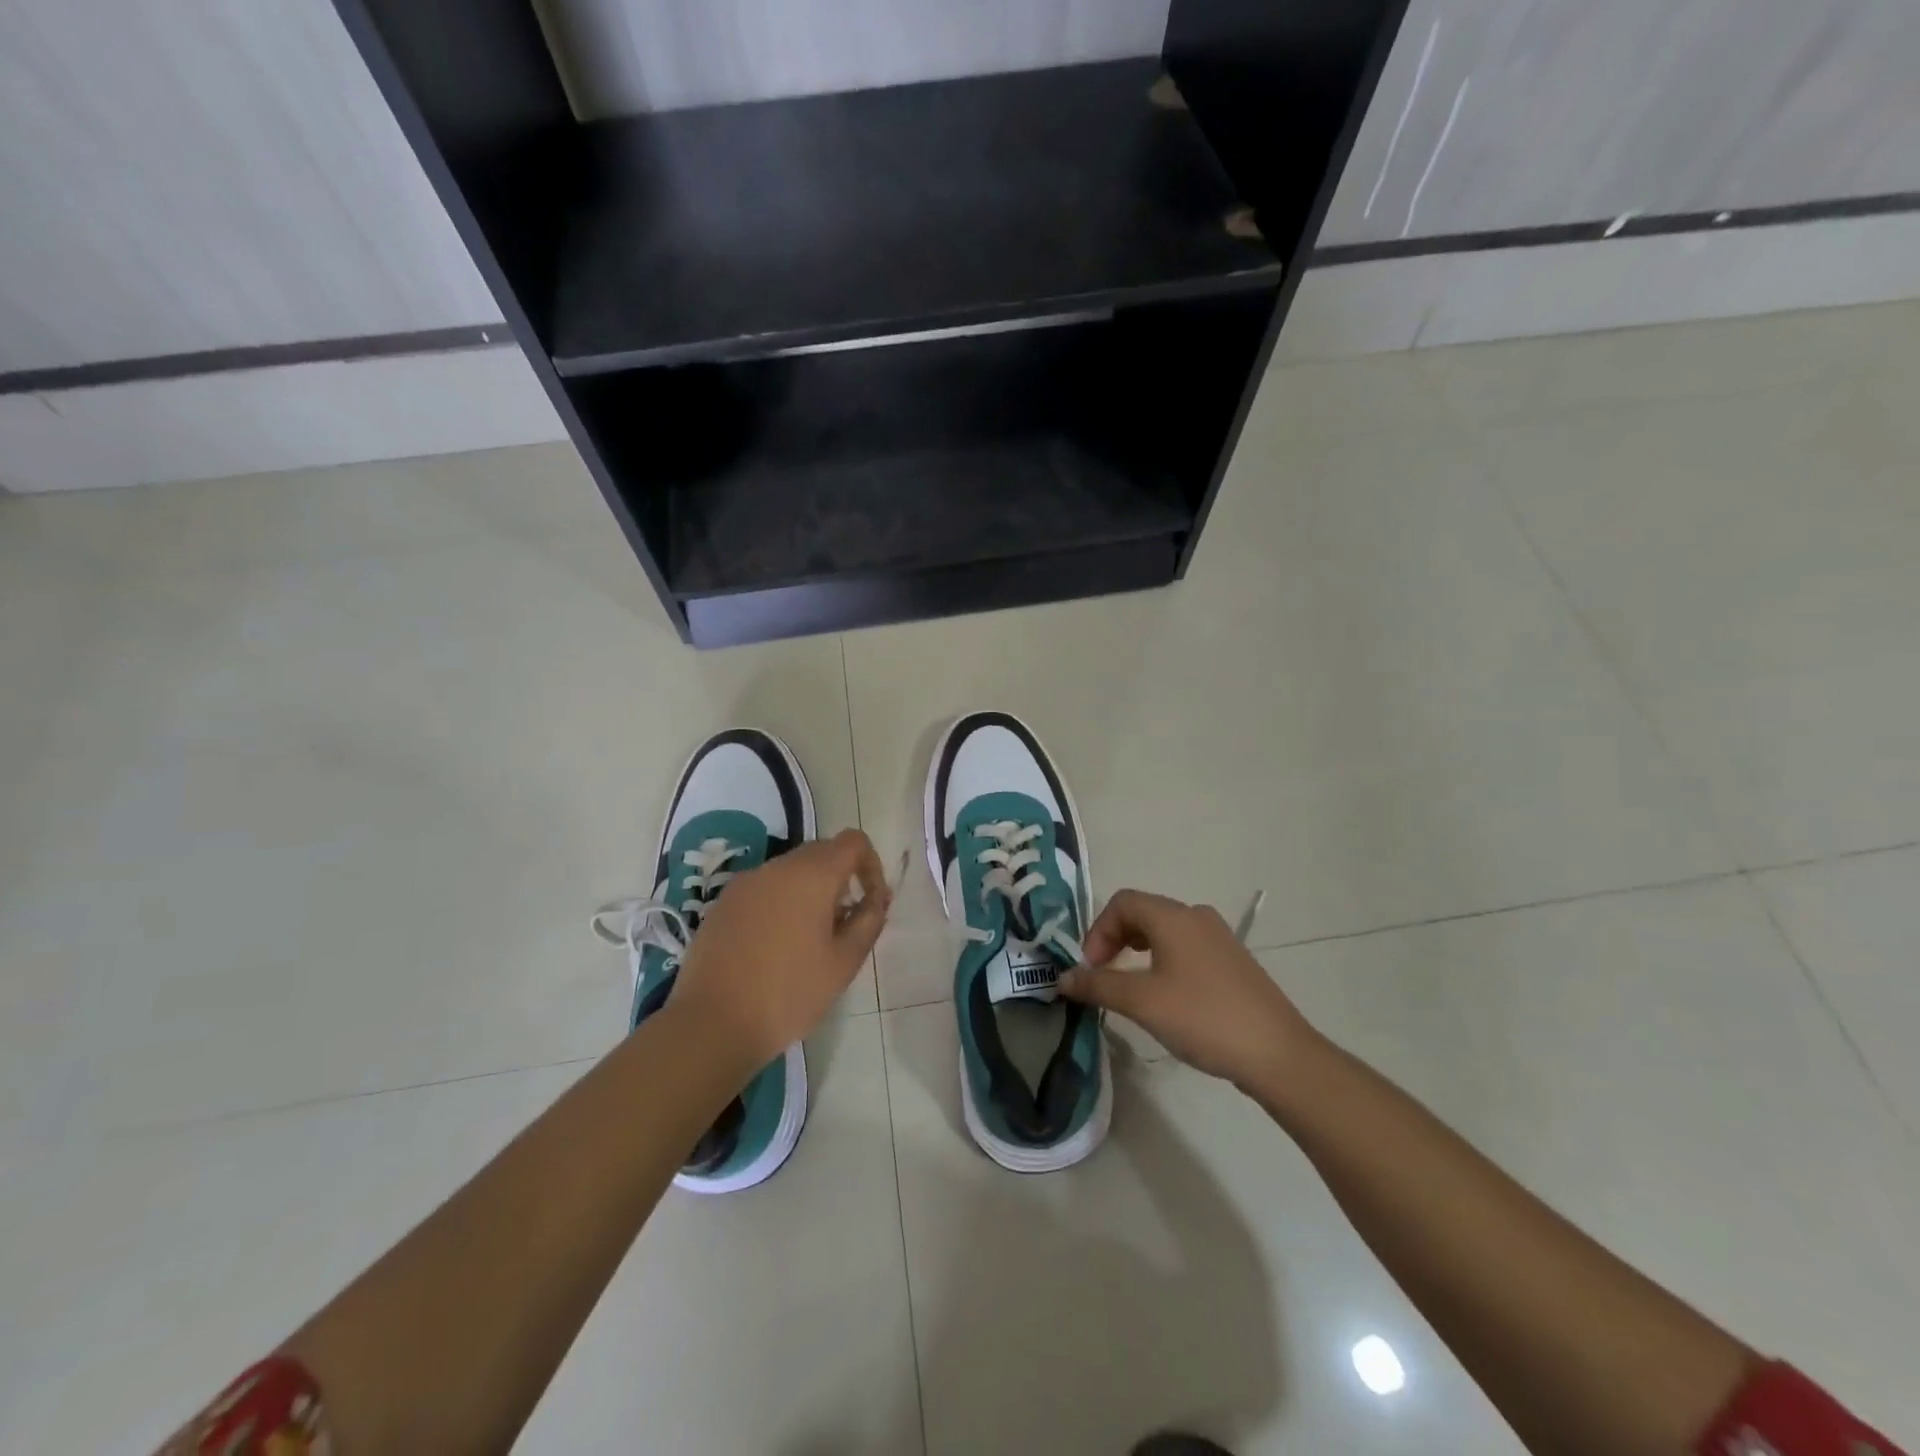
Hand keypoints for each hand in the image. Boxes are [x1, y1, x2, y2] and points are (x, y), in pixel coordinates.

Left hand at [672, 829, 890, 1066]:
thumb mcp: (844, 963)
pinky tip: (777, 946)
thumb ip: (868, 922)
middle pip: (822, 852)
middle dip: (842, 879)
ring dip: (810, 892)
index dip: (872, 866)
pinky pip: (764, 889)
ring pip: (791, 871)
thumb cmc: (788, 993)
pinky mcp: (723, 903)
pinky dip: (781, 903)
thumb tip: (875, 900)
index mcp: (811, 875)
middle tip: (845, 924)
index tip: (872, 903)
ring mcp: (745, 883)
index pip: (853, 842)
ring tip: (811, 939)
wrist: (711, 1024)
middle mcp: (777, 867)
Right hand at [1059, 889, 1315, 1092]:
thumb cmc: (1203, 1018)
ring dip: (1137, 950)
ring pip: (1165, 931)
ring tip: (1129, 986)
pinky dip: (1162, 960)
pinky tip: (1165, 996)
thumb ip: (1098, 985)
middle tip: (1102, 976)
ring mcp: (1219, 938)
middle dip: (1114, 939)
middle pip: (1143, 912)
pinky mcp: (1232, 962)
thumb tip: (1063, 978)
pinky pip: (1185, 948)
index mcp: (1174, 917)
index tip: (1090, 969)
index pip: (1122, 902)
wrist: (1278, 1054)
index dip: (1097, 930)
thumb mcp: (1142, 1002)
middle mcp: (1196, 917)